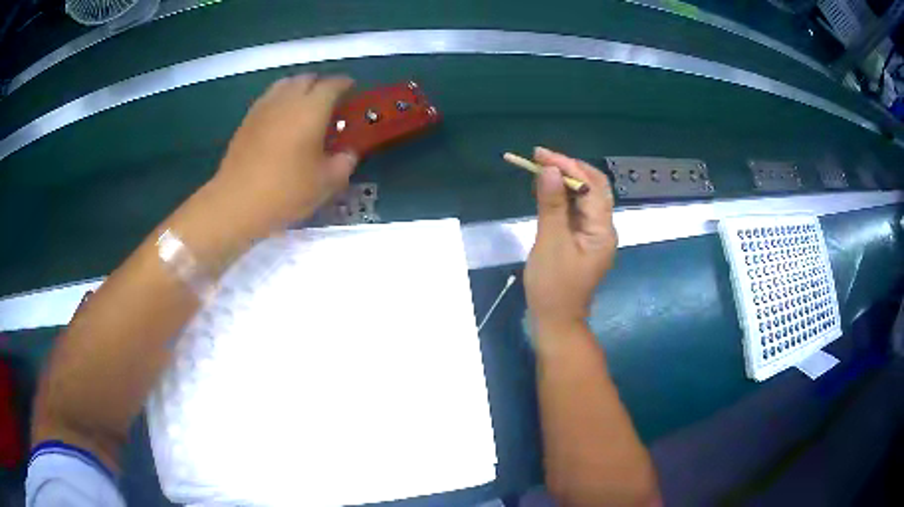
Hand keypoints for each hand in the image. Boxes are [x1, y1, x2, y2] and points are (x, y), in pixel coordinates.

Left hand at [212, 74, 358, 231]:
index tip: (352, 90)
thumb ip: (344, 162)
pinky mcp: (246, 120)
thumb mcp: (326, 182)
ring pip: (285, 84)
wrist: (237, 202)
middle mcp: (287, 99)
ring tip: (304, 107)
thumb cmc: (286, 190)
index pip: (333, 84)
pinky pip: (269, 98)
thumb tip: (348, 153)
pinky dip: (280, 101)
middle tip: (329, 101)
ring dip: (298, 89)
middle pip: (307, 78)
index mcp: (312, 108)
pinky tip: (281, 120)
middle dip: (321, 84)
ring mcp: (263, 107)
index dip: (345, 84)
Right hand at [524, 147, 617, 338]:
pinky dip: (561, 197)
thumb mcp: (550, 243)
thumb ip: (551, 205)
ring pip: (583, 198)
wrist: (556, 321)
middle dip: (568, 169)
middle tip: (540, 157)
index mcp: (602, 230)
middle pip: (592, 188)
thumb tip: (549, 169)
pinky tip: (545, 190)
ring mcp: (593, 235)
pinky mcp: (582, 240)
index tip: (541, 154)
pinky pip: (575, 211)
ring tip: (539, 168)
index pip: (591, 186)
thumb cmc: (553, 286)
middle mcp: (603, 228)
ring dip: (564, 181)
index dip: (568, 166)